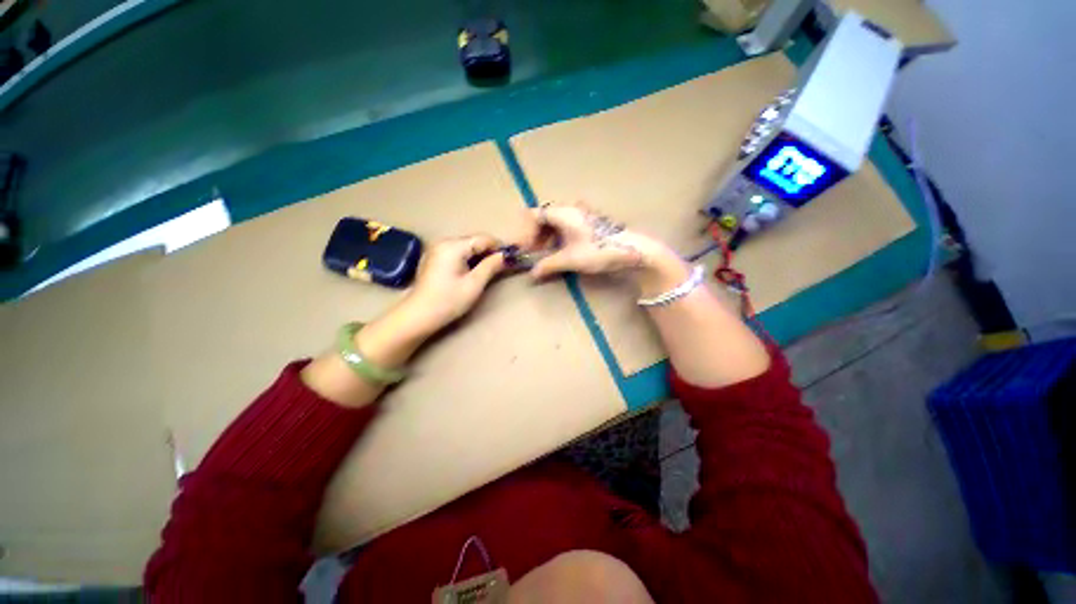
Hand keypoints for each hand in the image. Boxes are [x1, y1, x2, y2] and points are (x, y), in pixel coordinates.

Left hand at [402, 234, 506, 334]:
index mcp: (453, 246)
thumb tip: (506, 256)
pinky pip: (459, 252)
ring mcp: (438, 249)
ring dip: (481, 255)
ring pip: (468, 247)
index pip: (484, 239)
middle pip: (475, 241)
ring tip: (493, 269)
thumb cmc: (448, 301)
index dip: (500, 247)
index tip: (513, 257)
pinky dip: (470, 259)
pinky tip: (476, 270)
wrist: (419, 315)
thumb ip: (491, 266)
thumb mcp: (474, 284)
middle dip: (491, 251)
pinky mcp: (436, 257)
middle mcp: (444, 242)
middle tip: (505, 265)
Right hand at [520, 202, 687, 294]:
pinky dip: (560, 237)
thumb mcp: (570, 259)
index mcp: (563, 212)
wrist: (632, 249)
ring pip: (556, 222)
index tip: (527, 250)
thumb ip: (548, 265)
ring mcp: (582, 213)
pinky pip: (567, 225)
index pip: (534, 215)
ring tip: (548, 255)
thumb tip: (532, 274)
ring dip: (548, 237)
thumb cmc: (598, 250)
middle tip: (535, 254)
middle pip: (544, 217)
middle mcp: (570, 208)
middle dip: (537, 236)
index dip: (526, 233)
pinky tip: (563, 251)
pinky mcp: (590, 221)